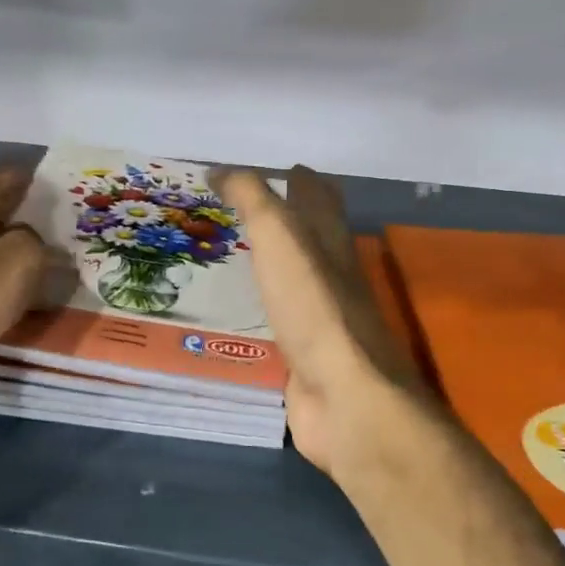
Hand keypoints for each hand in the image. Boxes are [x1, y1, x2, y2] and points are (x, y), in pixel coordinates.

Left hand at [0, 168, 65, 370]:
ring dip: (28, 259)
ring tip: (67, 274)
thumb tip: (45, 249)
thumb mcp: (23, 258)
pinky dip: (10, 284)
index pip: (19, 176)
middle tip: (82, 244)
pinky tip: (37, 300)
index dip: (51, 190)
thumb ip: (44, 244)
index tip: (83, 210)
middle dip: (42, 226)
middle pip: (7, 211)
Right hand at [213, 166, 439, 479]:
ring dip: (268, 262)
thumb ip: (252, 198)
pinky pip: (278, 318)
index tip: (265, 171)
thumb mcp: (280, 236)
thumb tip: (220, 170)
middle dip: (282, 219)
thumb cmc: (313, 306)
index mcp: (330, 238)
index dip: (298, 177)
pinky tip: (236, 309)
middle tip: (234, 211)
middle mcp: (330, 272)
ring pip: (292, 276)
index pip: (319, 195)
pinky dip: (260, 307)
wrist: (344, 396)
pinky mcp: (304, 352)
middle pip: (310, 236)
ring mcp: (320, 315)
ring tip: (227, 252)